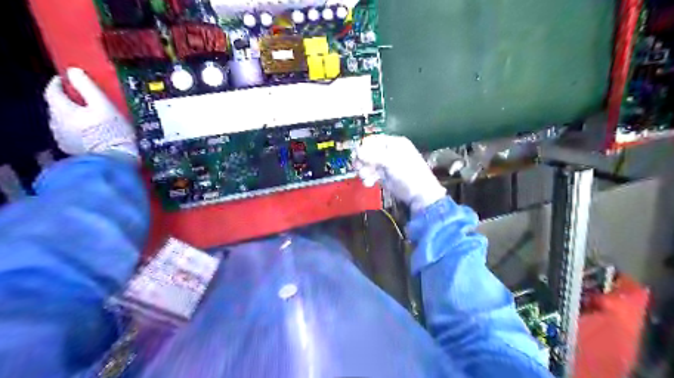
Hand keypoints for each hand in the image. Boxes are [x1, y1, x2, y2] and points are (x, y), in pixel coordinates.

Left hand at [44, 68, 136, 158]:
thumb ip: (88, 87)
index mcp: (62, 110)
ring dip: (72, 117)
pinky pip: (70, 134)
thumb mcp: (104, 105)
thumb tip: (73, 71)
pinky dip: (77, 130)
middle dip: (68, 101)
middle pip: (57, 106)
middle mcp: (56, 123)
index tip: (67, 79)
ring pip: (62, 121)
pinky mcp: (71, 149)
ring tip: (89, 117)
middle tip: (84, 100)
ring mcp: (62, 137)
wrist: (116, 159)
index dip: (59, 83)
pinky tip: (90, 132)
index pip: (52, 90)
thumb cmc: (112, 131)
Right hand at [355, 134, 445, 211]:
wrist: (419, 196)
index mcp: (394, 143)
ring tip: (365, 177)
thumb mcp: (391, 162)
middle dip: (363, 161)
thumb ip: (373, 156)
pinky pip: (371, 173)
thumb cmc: (409, 175)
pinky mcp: (384, 176)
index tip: (357, 156)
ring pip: (368, 164)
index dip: (364, 147)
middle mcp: (389, 151)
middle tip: (357, 168)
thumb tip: (357, 151)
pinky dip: (368, 178)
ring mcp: (387, 164)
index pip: (374, 140)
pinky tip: (369, 183)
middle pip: (369, 152)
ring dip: (364, 171)